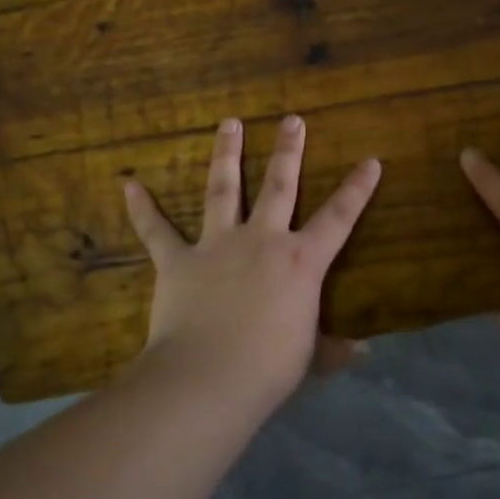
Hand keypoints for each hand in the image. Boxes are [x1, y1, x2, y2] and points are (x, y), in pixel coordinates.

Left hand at [123, 115, 381, 398]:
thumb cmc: (269, 369)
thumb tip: (363, 351)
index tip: (370, 161)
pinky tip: (129, 184)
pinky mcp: (177, 261)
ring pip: (223, 188)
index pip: (338, 218)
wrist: (208, 378)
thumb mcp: (310, 358)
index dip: (357, 189)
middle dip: (288, 151)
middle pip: (278, 186)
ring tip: (228, 123)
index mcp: (301, 262)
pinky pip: (156, 230)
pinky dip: (143, 208)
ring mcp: (217, 245)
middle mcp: (261, 240)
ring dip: (226, 153)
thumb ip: (334, 348)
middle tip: (291, 120)